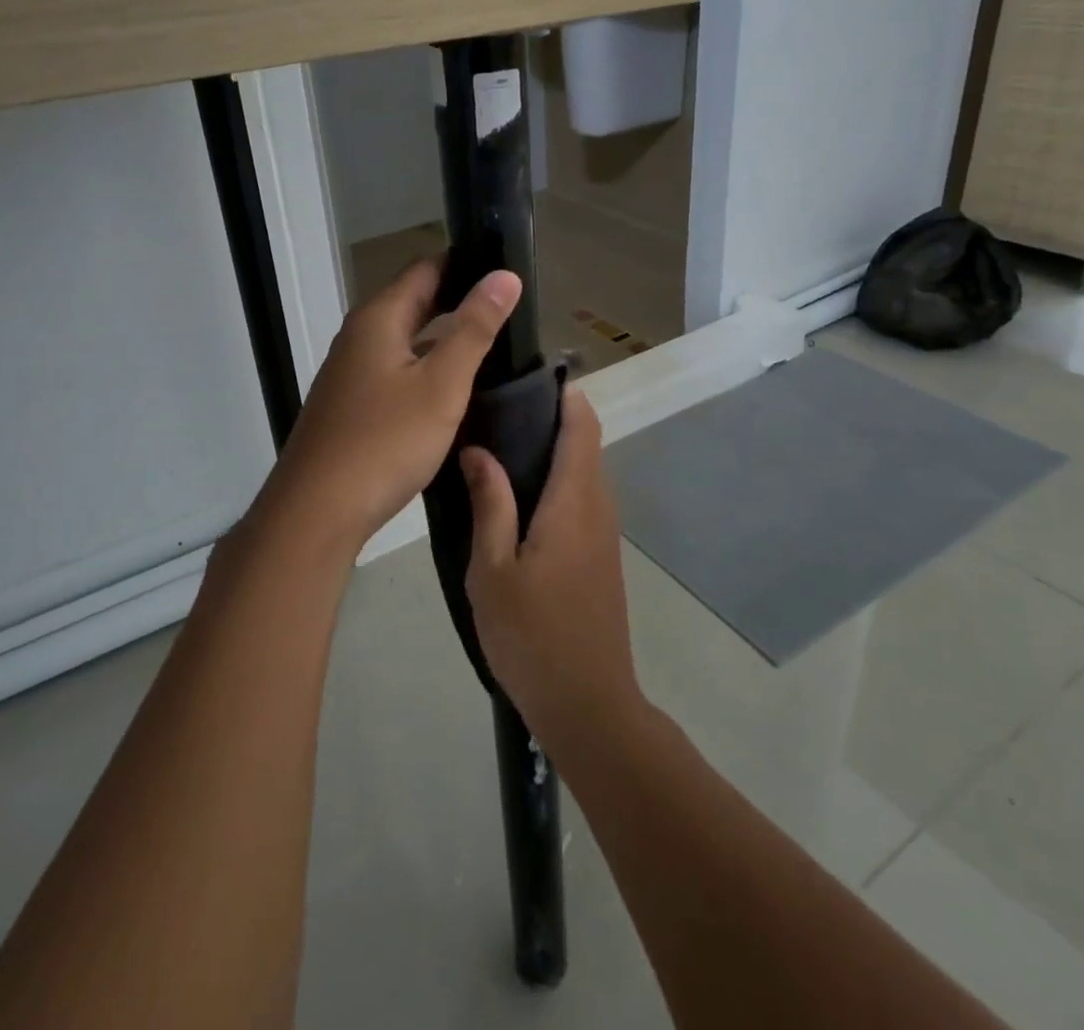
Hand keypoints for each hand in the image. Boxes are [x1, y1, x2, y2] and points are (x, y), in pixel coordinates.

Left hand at [254, 256, 522, 555]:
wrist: (318, 510)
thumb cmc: (385, 441)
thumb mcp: (442, 383)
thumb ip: (474, 328)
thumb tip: (504, 276)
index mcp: (378, 318)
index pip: (426, 269)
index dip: (466, 264)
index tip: (506, 271)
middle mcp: (359, 336)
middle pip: (413, 302)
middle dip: (457, 300)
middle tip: (507, 309)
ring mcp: (350, 372)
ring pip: (405, 339)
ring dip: (442, 336)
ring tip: (489, 344)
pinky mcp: (351, 404)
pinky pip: (395, 369)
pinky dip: (426, 366)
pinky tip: (451, 387)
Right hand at [462, 388, 644, 746]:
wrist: (588, 705)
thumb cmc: (532, 637)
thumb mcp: (492, 571)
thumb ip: (490, 504)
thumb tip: (479, 449)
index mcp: (573, 502)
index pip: (582, 428)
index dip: (564, 396)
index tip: (528, 378)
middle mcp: (598, 508)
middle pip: (586, 444)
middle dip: (553, 419)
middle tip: (498, 411)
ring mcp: (604, 534)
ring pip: (585, 472)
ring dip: (555, 451)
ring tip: (501, 446)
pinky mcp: (601, 556)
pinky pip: (583, 499)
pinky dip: (559, 481)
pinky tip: (520, 497)